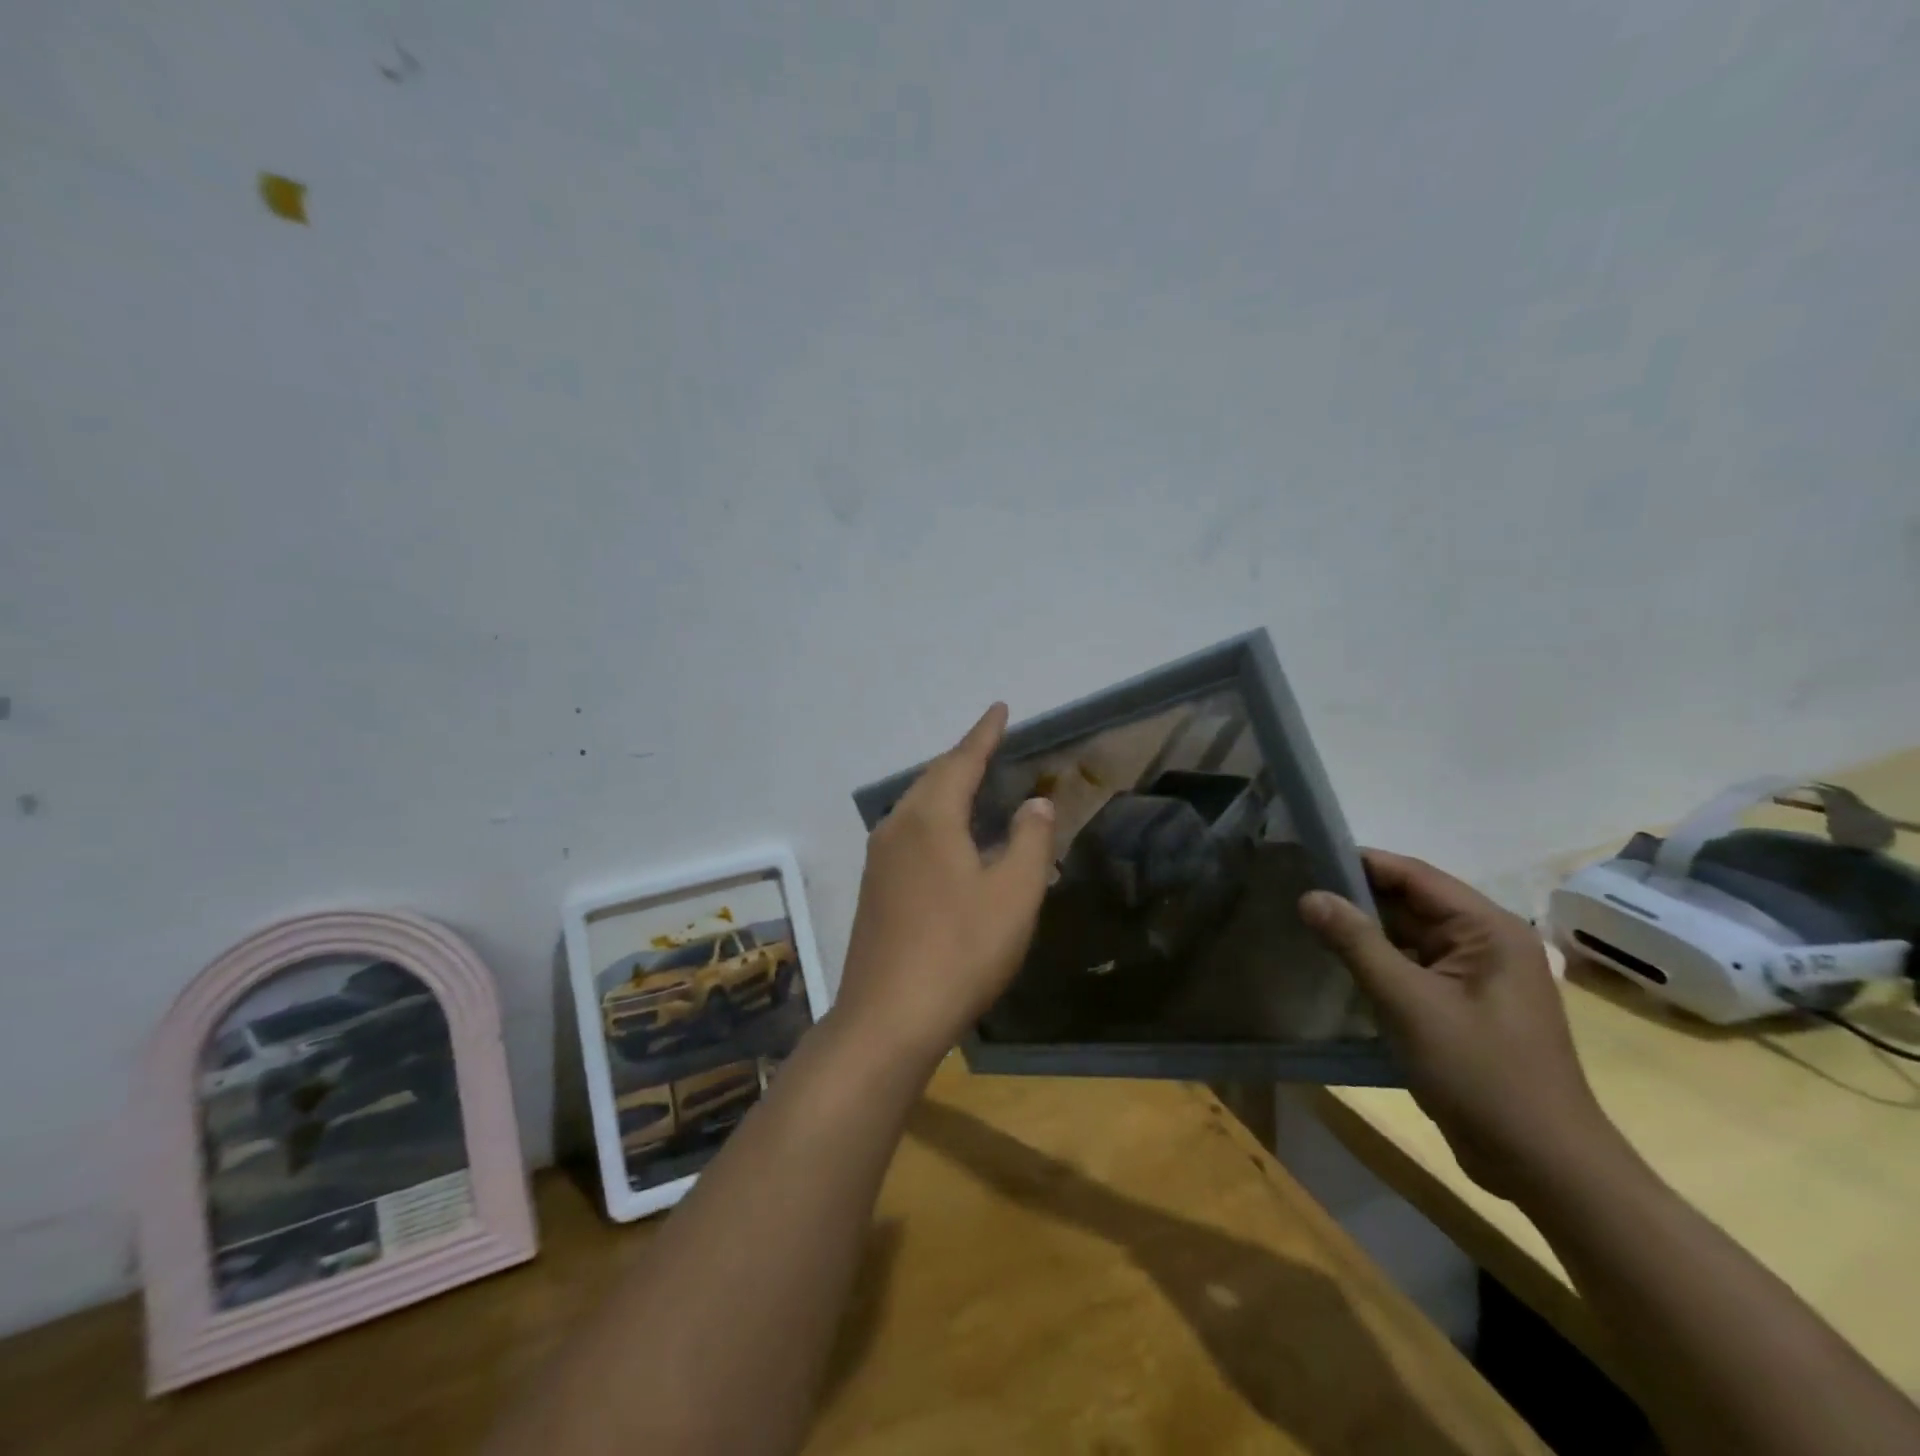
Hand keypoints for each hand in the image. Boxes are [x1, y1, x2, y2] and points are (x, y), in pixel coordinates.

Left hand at [836, 704, 1054, 1063]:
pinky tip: (947, 839)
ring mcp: (879, 859)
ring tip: (971, 783)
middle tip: (989, 744)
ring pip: (916, 806)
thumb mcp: (1014, 895)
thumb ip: (1030, 841)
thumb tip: (1035, 803)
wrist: (888, 1017)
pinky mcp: (874, 888)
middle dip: (963, 758)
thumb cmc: (960, 950)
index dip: (984, 733)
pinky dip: (933, 819)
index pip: (962, 760)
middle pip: (933, 778)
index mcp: (930, 818)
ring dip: (945, 788)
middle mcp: (897, 827)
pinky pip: (908, 833)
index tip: (999, 708)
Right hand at [1301, 851, 1621, 1201]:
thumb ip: (1358, 944)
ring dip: (1363, 932)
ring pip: (1408, 938)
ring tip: (1304, 922)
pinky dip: (1377, 964)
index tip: (1306, 858)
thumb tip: (1310, 896)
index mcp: (1489, 930)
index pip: (1415, 876)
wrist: (1544, 1167)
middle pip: (1411, 904)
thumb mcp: (1410, 1004)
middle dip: (1356, 898)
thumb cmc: (1482, 1075)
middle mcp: (1486, 943)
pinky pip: (1412, 969)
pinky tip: (1336, 965)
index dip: (1361, 863)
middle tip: (1294, 891)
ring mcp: (1475, 978)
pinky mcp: (1462, 1007)